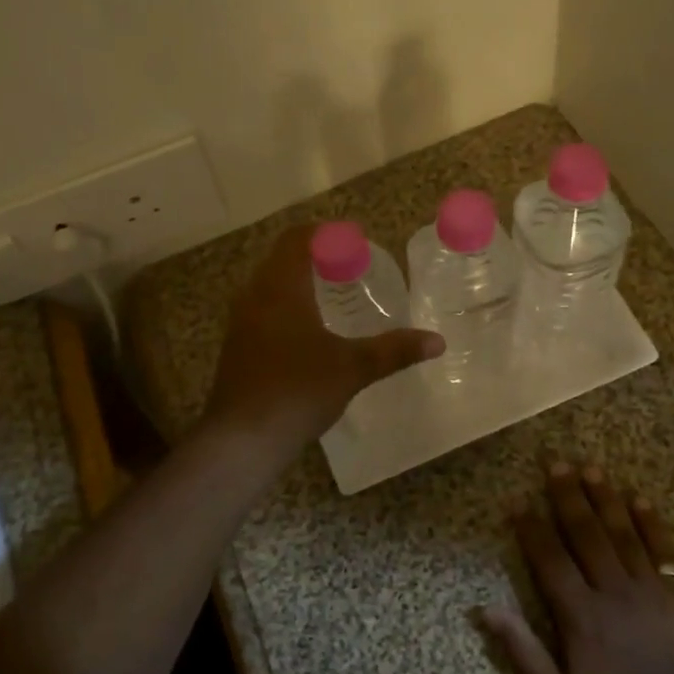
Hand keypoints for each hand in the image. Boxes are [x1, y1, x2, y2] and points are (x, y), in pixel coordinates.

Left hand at [204, 225, 442, 453]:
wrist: (241, 440)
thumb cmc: (297, 391)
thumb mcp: (352, 368)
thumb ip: (394, 350)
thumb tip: (436, 341)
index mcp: (281, 288)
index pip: (297, 239)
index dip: (325, 233)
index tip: (354, 240)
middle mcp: (255, 296)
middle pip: (282, 259)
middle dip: (315, 257)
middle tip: (350, 267)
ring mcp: (240, 322)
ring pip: (270, 285)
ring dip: (298, 282)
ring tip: (333, 295)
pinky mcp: (236, 347)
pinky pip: (262, 309)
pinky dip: (286, 306)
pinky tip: (308, 332)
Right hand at [479, 461, 673, 673]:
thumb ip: (522, 650)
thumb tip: (484, 609)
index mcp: (580, 614)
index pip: (549, 559)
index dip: (531, 528)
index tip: (517, 501)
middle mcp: (612, 590)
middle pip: (586, 534)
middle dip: (568, 497)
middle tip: (556, 463)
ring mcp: (650, 590)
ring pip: (622, 533)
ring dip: (605, 498)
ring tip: (591, 468)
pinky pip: (664, 551)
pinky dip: (651, 524)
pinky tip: (640, 500)